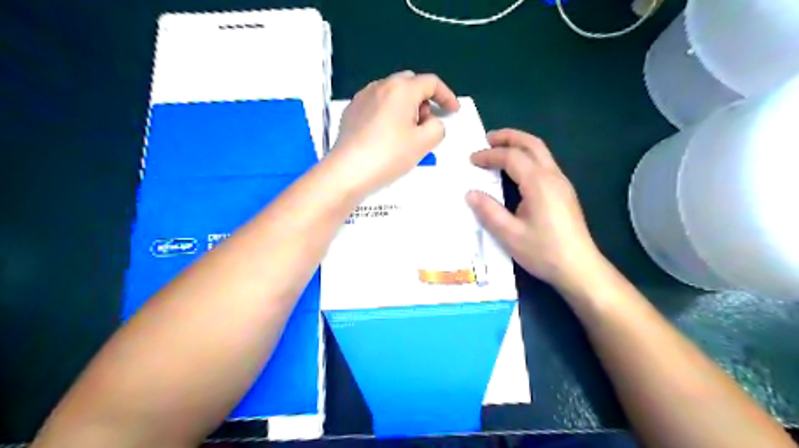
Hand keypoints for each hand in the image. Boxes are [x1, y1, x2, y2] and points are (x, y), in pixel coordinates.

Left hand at [326, 70, 461, 193]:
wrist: (348, 171)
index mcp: (401, 89)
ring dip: (406, 107)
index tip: (453, 112)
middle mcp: (380, 86)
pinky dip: (388, 114)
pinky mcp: (351, 111)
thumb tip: (431, 123)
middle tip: (427, 124)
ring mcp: (362, 97)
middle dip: (424, 100)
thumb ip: (437, 127)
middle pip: (410, 84)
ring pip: (392, 94)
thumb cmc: (389, 155)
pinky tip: (386, 136)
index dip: (446, 96)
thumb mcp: (424, 143)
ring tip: (406, 133)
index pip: (431, 82)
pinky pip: (376, 105)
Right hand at [466, 129, 602, 289]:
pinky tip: (516, 171)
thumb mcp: (510, 235)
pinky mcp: (564, 192)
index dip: (489, 155)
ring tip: (499, 150)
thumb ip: (489, 211)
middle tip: (487, 139)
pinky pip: (544, 164)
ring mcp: (562, 183)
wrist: (579, 268)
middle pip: (532, 144)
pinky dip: (527, 157)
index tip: (471, 160)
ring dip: (519, 145)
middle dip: (508, 137)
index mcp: (538, 183)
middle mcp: (553, 176)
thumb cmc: (543, 252)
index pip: (512, 157)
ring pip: (541, 152)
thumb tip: (470, 193)